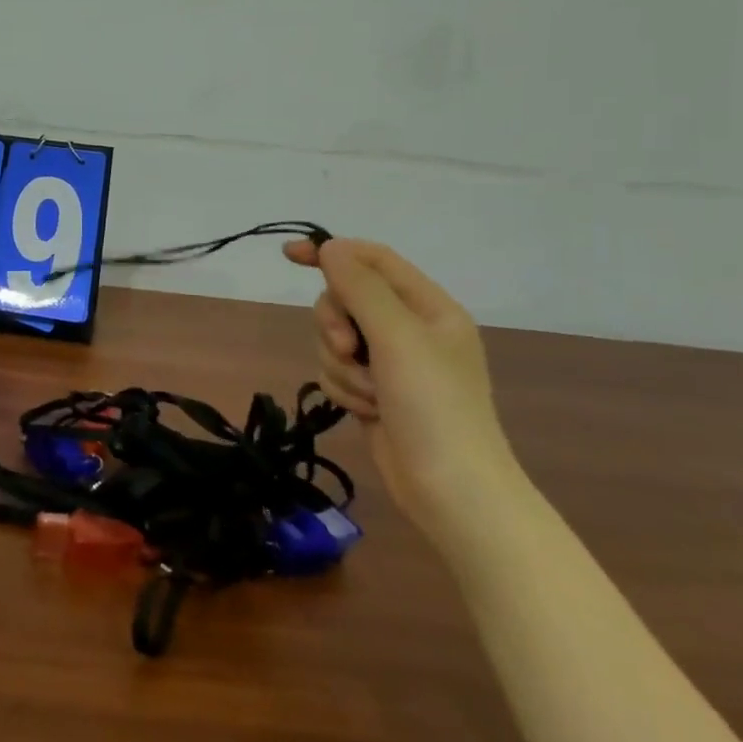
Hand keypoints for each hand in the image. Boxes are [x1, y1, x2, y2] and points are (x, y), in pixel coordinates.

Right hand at [283, 237, 522, 544]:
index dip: (331, 251)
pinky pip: (336, 370)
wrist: (452, 493)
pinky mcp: (374, 392)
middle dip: (336, 324)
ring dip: (342, 365)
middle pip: (345, 299)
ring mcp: (391, 363)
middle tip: (348, 348)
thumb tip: (330, 248)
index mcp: (428, 307)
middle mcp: (409, 329)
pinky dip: (344, 389)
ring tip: (369, 394)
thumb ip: (361, 287)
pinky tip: (366, 412)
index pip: (372, 259)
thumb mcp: (398, 337)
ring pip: (335, 338)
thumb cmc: (435, 407)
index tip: (289, 256)